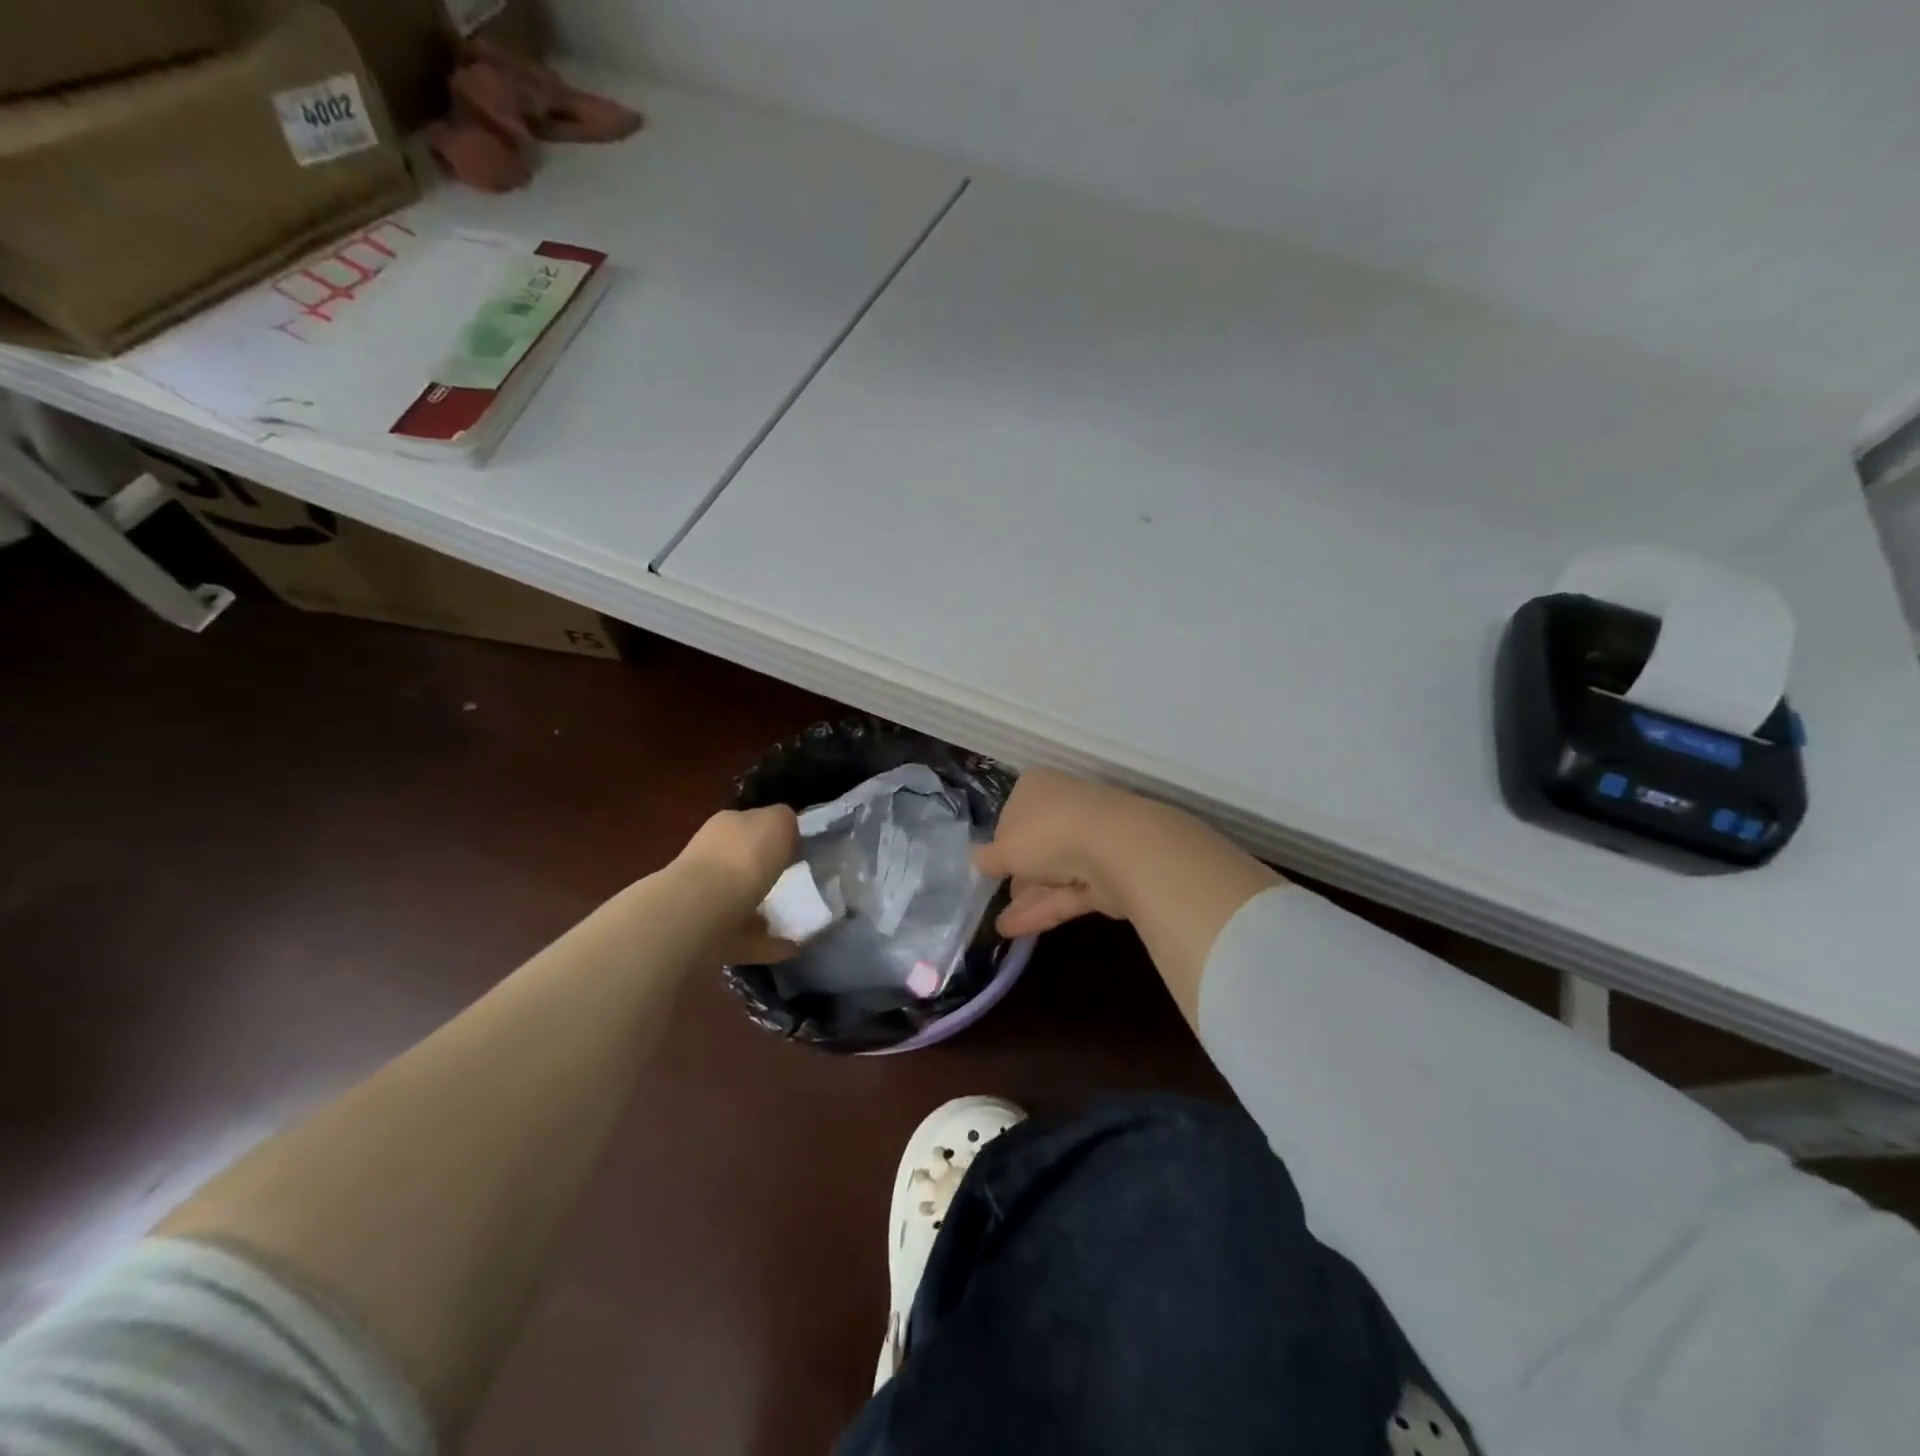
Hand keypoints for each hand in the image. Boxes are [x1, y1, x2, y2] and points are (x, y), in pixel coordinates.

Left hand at [672, 806, 803, 962]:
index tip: (798, 850)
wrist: (700, 913)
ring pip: (742, 903)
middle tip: (799, 885)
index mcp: (726, 827)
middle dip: (766, 874)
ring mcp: (706, 900)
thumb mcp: (776, 821)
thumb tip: (787, 831)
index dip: (774, 835)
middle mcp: (711, 859)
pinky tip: (793, 948)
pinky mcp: (709, 936)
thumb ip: (784, 820)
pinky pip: (746, 939)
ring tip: (799, 920)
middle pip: (743, 864)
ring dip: (766, 911)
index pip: (751, 825)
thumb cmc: (743, 858)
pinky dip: (769, 944)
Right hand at [973, 768, 1167, 937]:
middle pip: (1036, 842)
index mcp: (1038, 787)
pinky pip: (1067, 893)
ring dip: (1027, 897)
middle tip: (996, 894)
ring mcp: (1089, 840)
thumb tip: (977, 859)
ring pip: (1053, 872)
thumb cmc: (1047, 833)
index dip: (1000, 838)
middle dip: (1018, 871)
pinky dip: (1043, 910)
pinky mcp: (1106, 874)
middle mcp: (1064, 807)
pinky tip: (1013, 931)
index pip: (1014, 811)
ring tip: (1000, 926)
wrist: (1115, 849)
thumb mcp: (1003, 847)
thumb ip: (989, 857)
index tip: (989, 863)